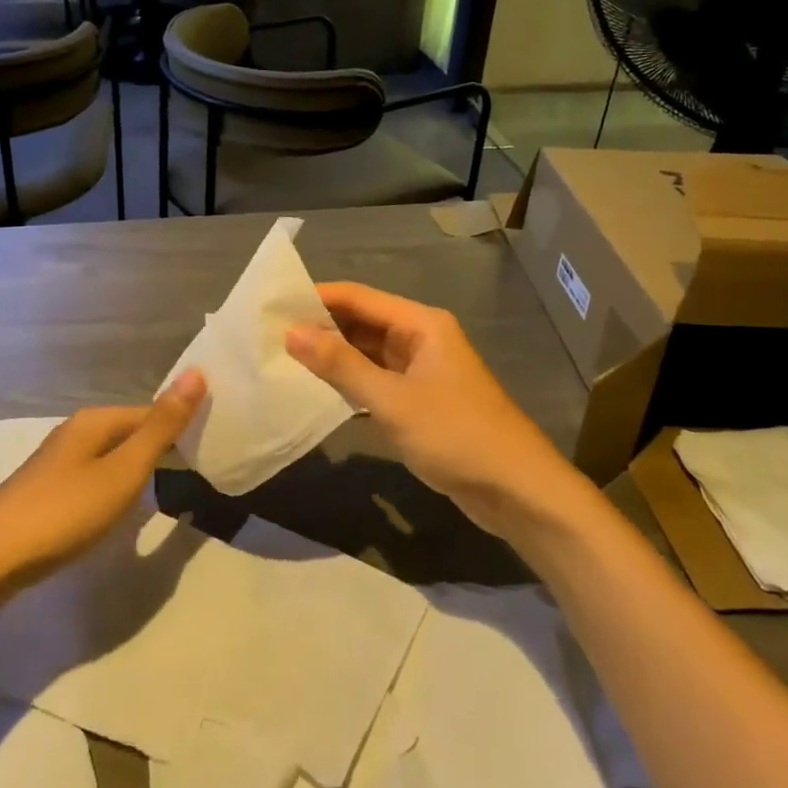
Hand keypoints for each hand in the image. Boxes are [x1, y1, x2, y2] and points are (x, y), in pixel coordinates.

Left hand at [0, 371, 206, 599]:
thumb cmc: (63, 512)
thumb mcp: (123, 471)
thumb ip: (161, 427)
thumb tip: (197, 372)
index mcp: (95, 421)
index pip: (152, 411)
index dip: (182, 423)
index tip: (212, 444)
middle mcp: (75, 432)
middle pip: (130, 430)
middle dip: (162, 444)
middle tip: (199, 467)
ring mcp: (57, 462)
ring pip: (112, 454)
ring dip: (139, 466)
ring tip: (169, 487)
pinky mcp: (46, 491)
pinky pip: (95, 476)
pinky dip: (116, 485)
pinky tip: (121, 506)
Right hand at [286, 284, 574, 536]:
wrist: (517, 490)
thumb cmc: (456, 435)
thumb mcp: (392, 400)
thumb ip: (341, 365)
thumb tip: (292, 332)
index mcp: (421, 324)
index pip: (359, 297)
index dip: (316, 298)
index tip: (273, 306)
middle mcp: (421, 338)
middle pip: (363, 322)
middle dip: (321, 327)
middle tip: (269, 334)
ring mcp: (422, 370)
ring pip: (368, 352)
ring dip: (333, 355)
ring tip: (283, 358)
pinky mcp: (421, 400)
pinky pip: (377, 380)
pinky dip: (350, 382)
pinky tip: (317, 390)